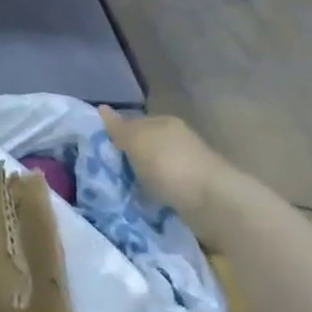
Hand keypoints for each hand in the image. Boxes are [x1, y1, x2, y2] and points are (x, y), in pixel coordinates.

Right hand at [99, 106, 254, 244]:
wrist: (213, 203)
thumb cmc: (170, 165)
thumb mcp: (137, 142)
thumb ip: (119, 128)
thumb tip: (101, 108)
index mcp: (165, 122)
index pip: (133, 123)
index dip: (115, 135)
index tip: (97, 152)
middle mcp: (178, 140)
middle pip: (145, 146)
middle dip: (127, 158)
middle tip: (104, 174)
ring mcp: (188, 165)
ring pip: (154, 169)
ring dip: (140, 179)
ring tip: (120, 192)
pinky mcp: (194, 190)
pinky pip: (165, 189)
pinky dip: (154, 195)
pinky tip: (142, 204)